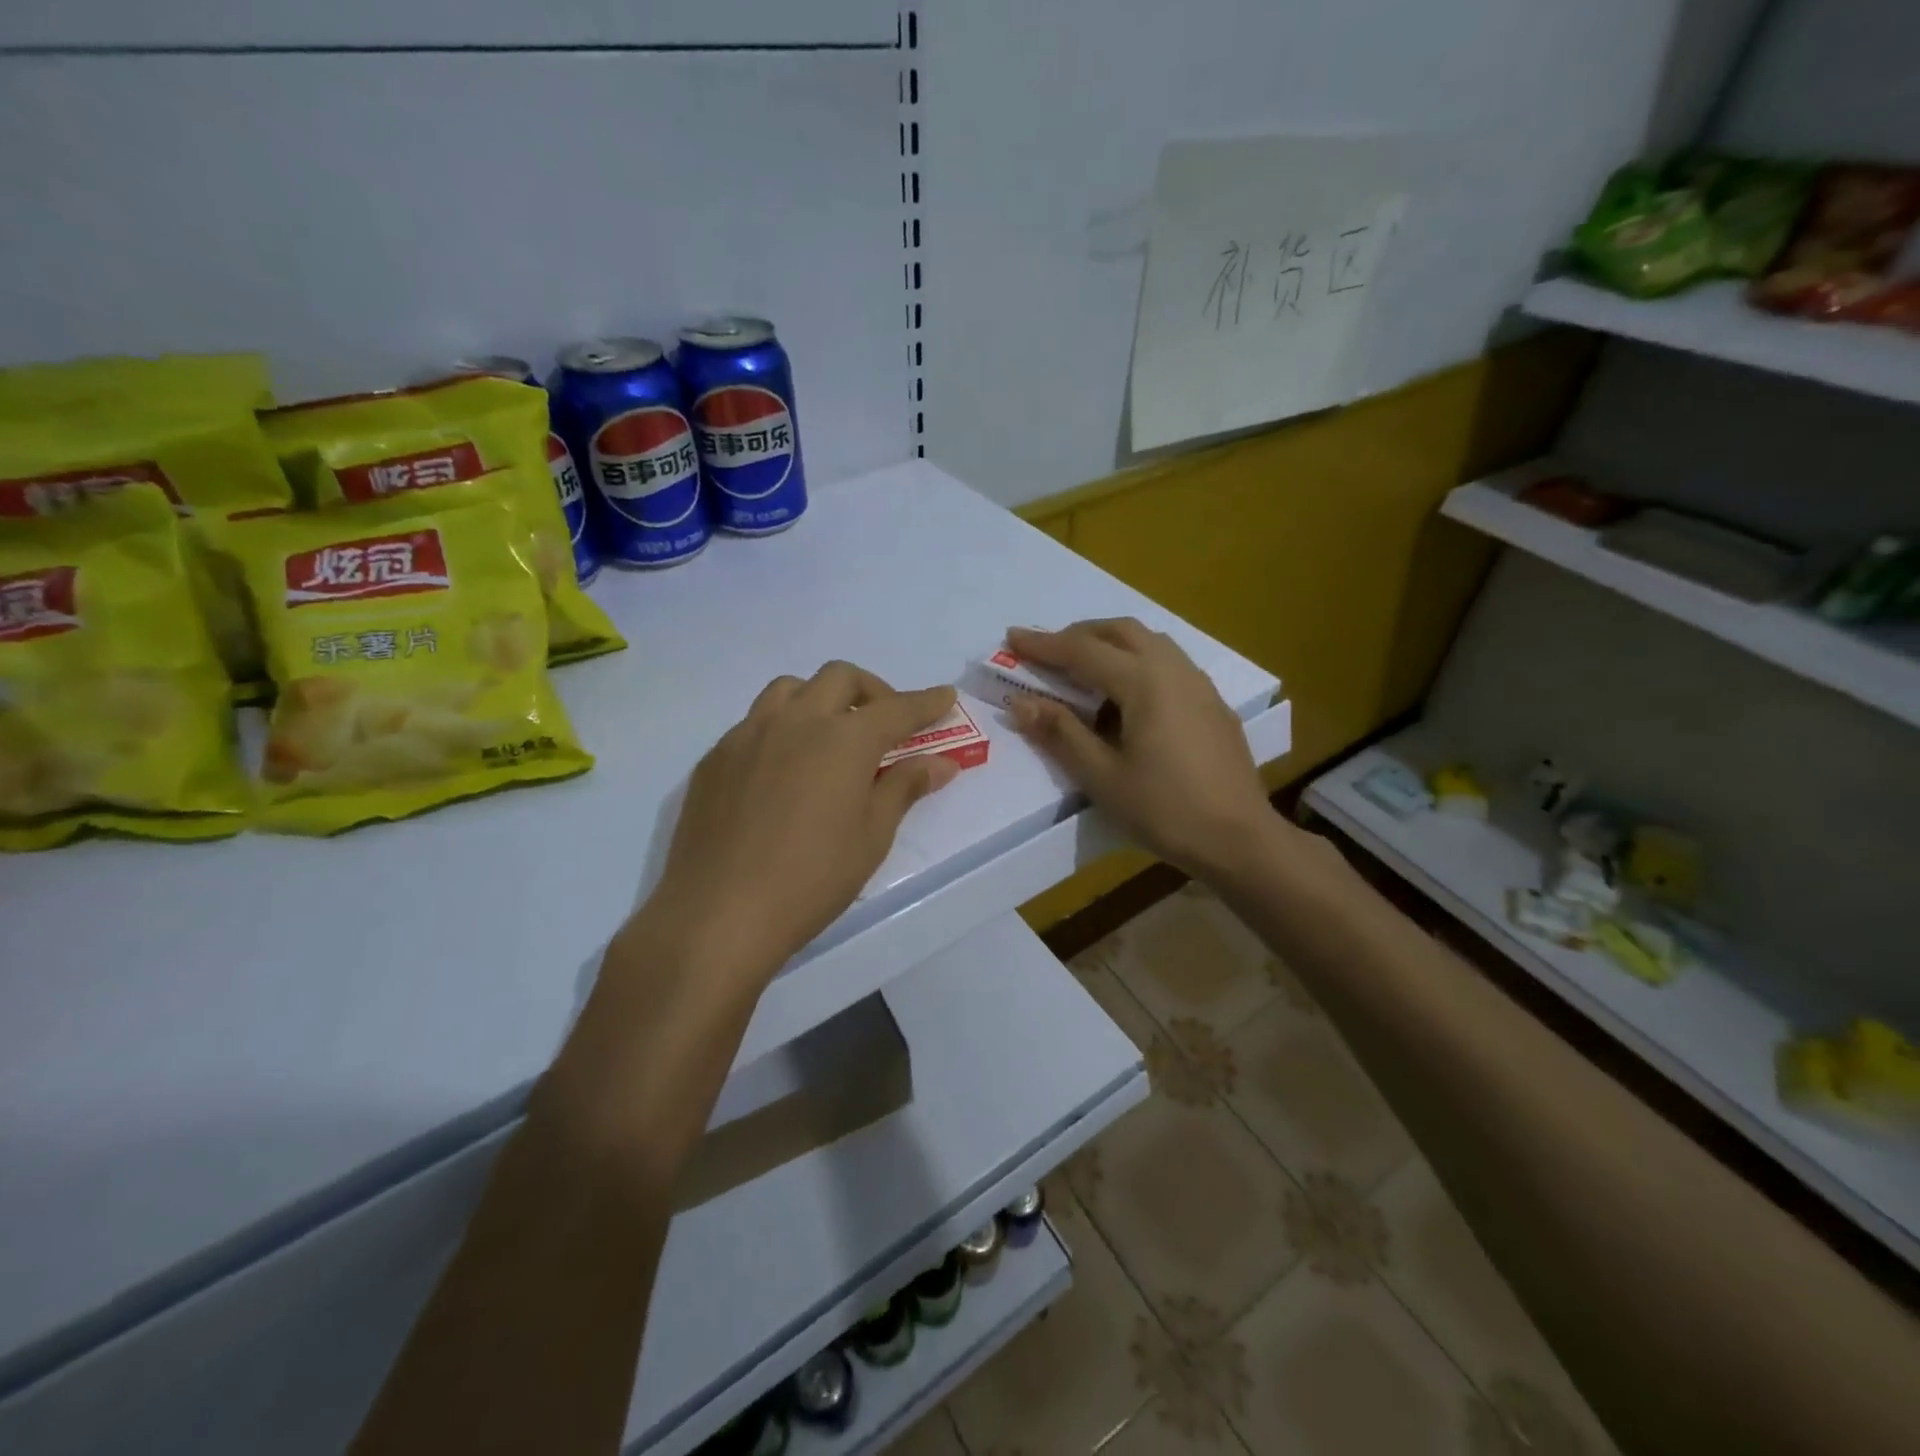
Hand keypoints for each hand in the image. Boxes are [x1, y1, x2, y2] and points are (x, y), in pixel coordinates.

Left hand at [642, 661, 961, 985]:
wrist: (718, 913)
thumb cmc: (811, 879)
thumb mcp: (872, 837)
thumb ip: (904, 788)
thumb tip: (940, 764)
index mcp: (843, 739)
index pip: (896, 709)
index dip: (926, 702)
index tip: (945, 697)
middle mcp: (796, 721)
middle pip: (840, 678)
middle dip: (872, 691)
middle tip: (885, 724)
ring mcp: (748, 734)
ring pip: (790, 689)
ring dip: (820, 698)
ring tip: (830, 735)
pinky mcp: (716, 757)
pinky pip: (755, 721)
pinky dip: (782, 727)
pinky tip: (783, 768)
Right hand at [1005, 620, 1270, 877]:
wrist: (1240, 839)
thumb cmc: (1165, 810)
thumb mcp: (1102, 777)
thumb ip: (1061, 733)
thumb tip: (1020, 702)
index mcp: (1144, 682)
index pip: (1083, 651)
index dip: (1043, 644)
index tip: (1011, 636)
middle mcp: (1174, 670)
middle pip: (1121, 631)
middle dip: (1080, 634)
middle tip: (1047, 652)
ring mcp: (1200, 685)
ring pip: (1150, 642)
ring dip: (1111, 644)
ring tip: (1084, 670)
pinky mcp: (1213, 704)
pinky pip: (1169, 663)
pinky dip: (1137, 662)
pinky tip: (1128, 698)